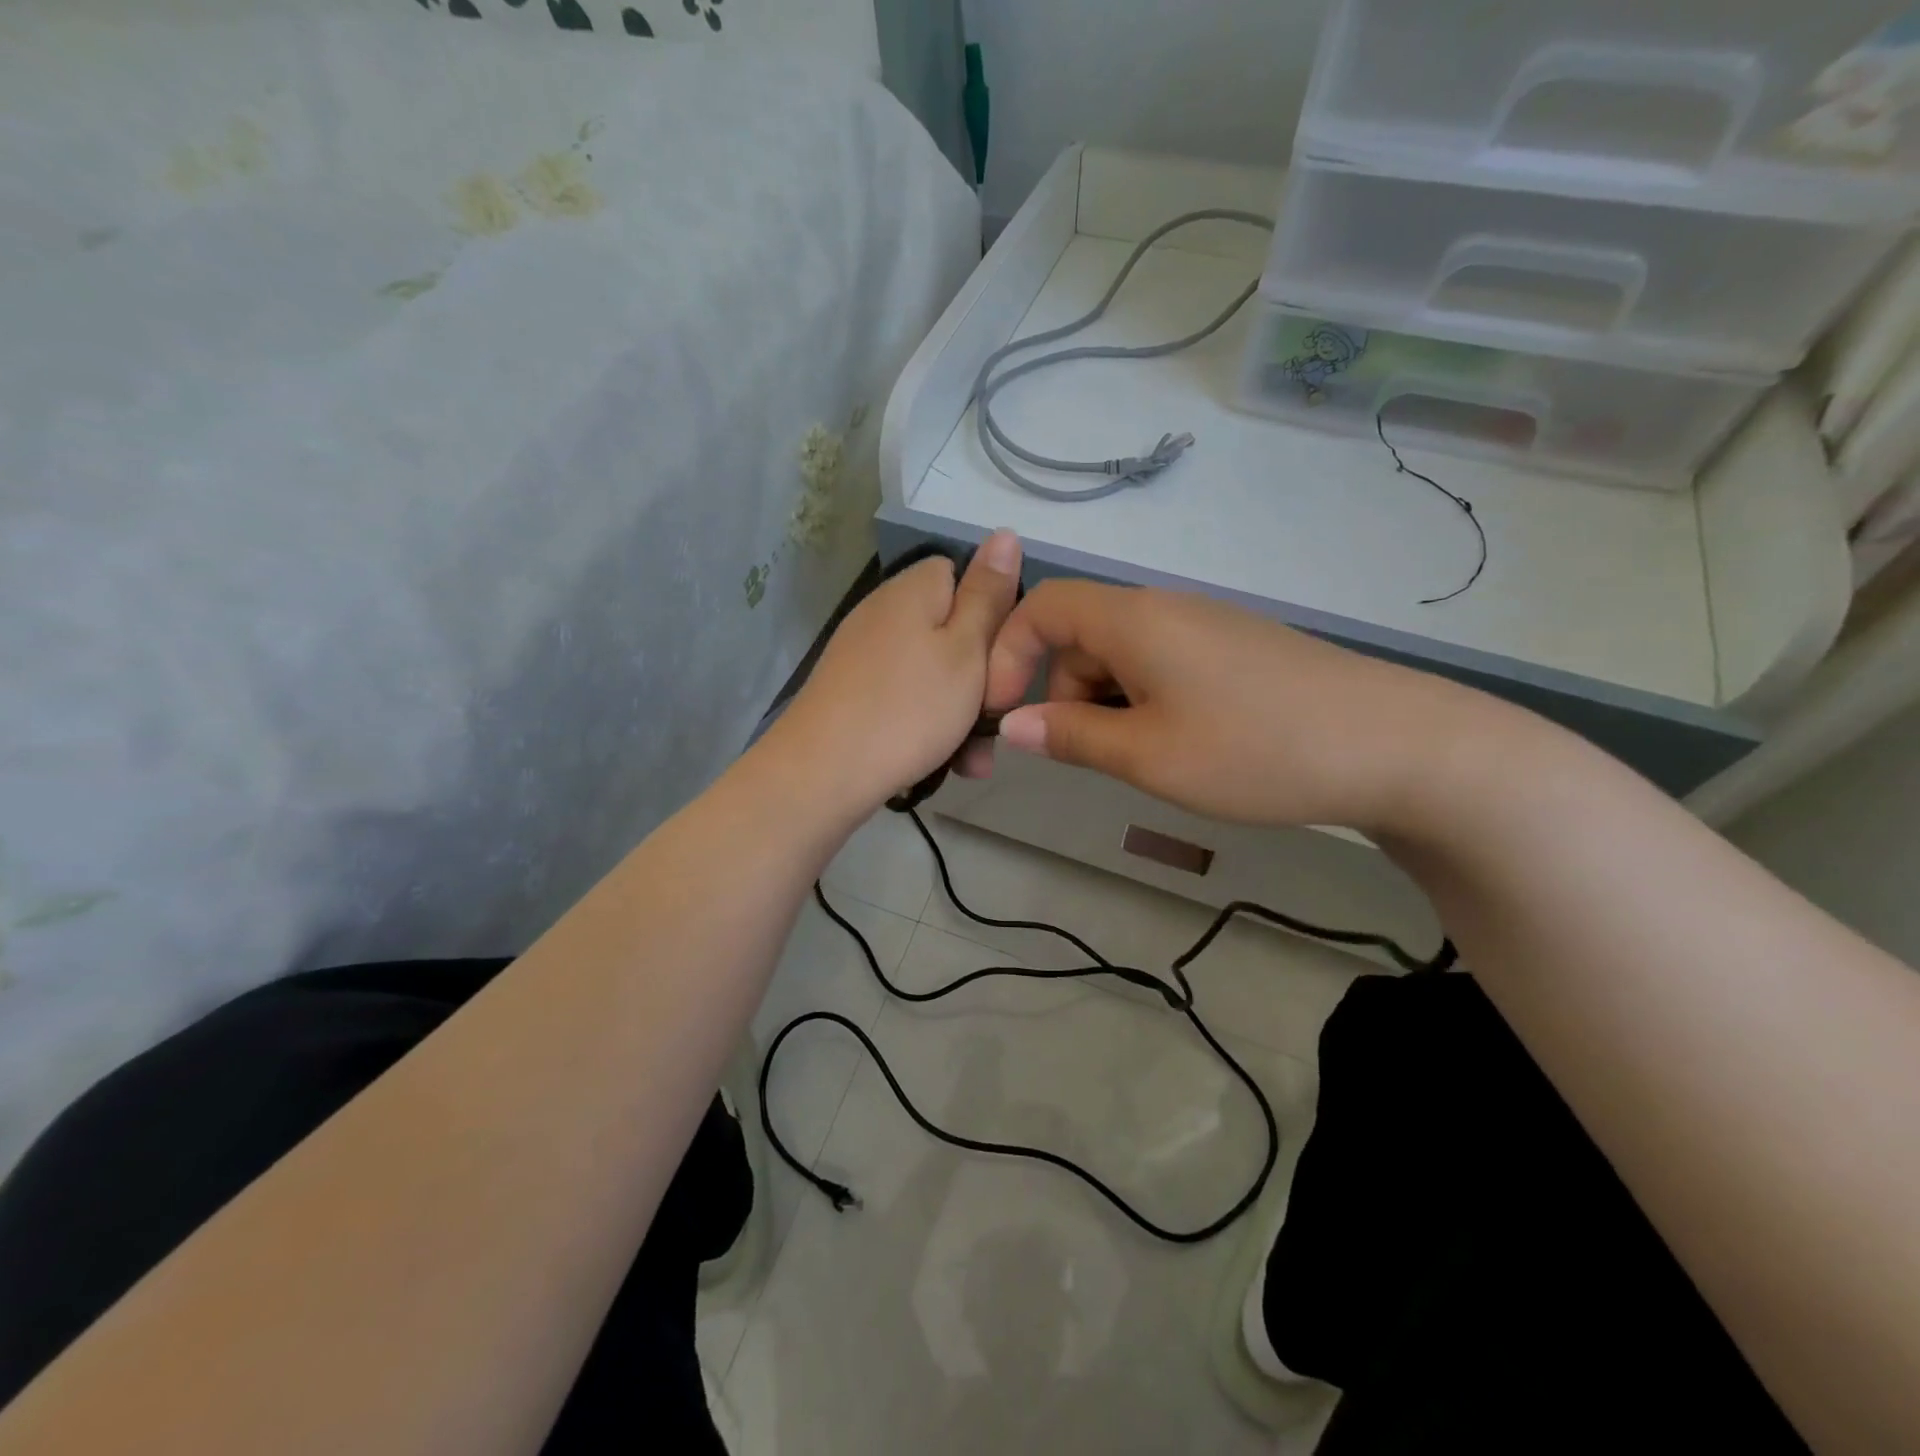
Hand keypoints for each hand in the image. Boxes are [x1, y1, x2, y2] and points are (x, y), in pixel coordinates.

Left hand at [773, 530, 1021, 813]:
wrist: (823, 773)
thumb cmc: (909, 708)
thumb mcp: (967, 650)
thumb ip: (989, 596)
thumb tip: (1004, 534)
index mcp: (913, 590)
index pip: (962, 574)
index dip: (992, 612)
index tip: (1007, 656)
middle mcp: (884, 613)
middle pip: (951, 632)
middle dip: (982, 679)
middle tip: (997, 721)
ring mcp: (864, 655)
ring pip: (934, 675)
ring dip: (961, 714)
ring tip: (973, 761)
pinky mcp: (853, 693)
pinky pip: (907, 699)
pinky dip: (929, 726)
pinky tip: (944, 764)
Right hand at [981, 579, 1490, 836]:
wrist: (1396, 746)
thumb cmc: (1256, 750)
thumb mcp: (1148, 755)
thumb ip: (1070, 736)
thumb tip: (1011, 727)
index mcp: (1134, 620)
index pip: (1043, 606)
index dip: (1008, 654)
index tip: (1003, 715)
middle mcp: (1166, 609)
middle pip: (1081, 634)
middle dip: (1061, 691)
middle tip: (1081, 756)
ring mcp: (1207, 628)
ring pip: (1123, 656)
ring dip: (1105, 704)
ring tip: (1138, 760)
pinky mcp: (1237, 651)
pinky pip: (1164, 666)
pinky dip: (1145, 703)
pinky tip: (1179, 747)